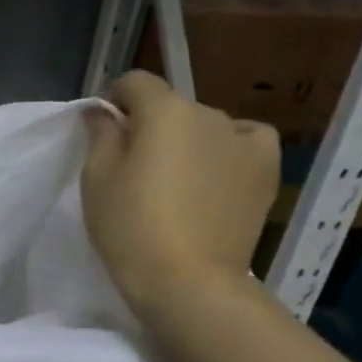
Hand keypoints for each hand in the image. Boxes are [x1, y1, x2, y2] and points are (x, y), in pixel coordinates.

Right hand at [82, 70, 278, 317]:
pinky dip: (229, 148)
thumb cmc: (129, 226)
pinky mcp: (265, 168)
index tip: (103, 127)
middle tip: (135, 164)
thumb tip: (103, 111)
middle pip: (171, 106)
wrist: (187, 279)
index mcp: (164, 111)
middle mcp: (208, 113)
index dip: (114, 98)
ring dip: (188, 139)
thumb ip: (100, 134)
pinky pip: (246, 140)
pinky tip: (216, 172)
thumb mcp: (96, 178)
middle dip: (152, 124)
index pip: (135, 82)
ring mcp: (243, 140)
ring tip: (176, 178)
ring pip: (206, 125)